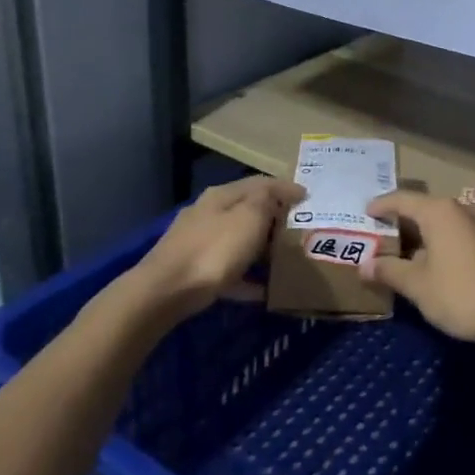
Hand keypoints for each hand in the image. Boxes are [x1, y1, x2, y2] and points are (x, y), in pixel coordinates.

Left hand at [135, 177, 303, 316]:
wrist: (165, 292)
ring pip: (237, 240)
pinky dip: (247, 277)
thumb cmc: (215, 249)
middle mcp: (208, 213)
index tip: (309, 197)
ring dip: (260, 247)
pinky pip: (229, 271)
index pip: (260, 182)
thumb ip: (267, 200)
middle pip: (247, 210)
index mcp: (222, 195)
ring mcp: (197, 242)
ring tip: (285, 258)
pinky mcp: (193, 271)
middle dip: (274, 217)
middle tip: (300, 227)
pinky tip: (264, 291)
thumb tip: (281, 191)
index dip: (286, 187)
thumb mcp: (249, 217)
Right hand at [362, 191, 474, 344]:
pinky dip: (448, 243)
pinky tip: (442, 264)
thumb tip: (364, 266)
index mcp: (440, 212)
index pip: (403, 200)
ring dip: (428, 235)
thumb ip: (389, 271)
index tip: (367, 213)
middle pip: (426, 210)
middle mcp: (465, 209)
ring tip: (411, 254)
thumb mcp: (418, 285)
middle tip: (384, 237)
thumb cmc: (460, 294)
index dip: (382, 206)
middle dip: (405, 223)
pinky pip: (465, 235)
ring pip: (448, 223)